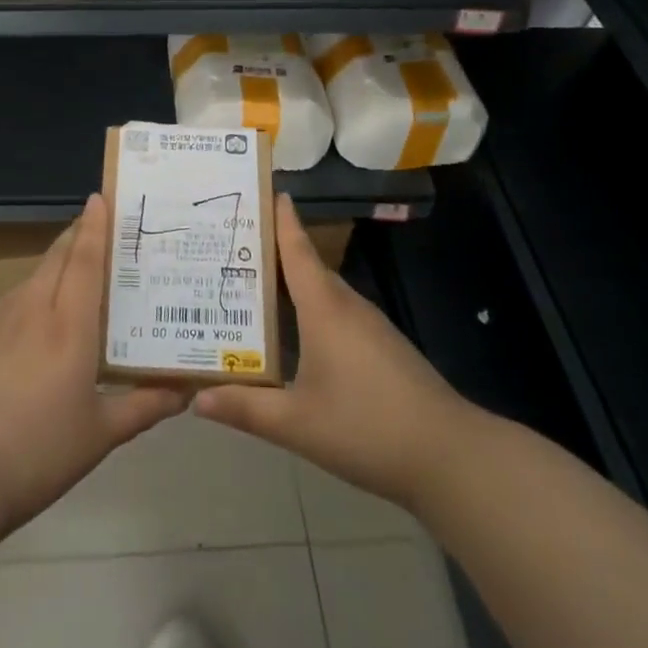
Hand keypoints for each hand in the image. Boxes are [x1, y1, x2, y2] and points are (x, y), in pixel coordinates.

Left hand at [0, 195, 187, 531]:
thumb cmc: (39, 449)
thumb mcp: (101, 433)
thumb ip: (144, 406)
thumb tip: (185, 391)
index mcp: (69, 323)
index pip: (85, 258)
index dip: (95, 225)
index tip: (103, 198)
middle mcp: (35, 307)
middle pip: (58, 255)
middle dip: (79, 235)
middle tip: (105, 228)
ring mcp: (2, 319)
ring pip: (36, 273)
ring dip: (59, 260)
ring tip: (83, 269)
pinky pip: (19, 296)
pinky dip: (39, 288)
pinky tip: (45, 312)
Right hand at [195, 195, 469, 509]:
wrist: (451, 457)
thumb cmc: (368, 428)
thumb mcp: (297, 423)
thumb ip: (245, 408)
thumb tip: (196, 398)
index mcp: (324, 309)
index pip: (296, 250)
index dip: (280, 219)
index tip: (262, 189)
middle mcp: (346, 307)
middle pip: (305, 267)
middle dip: (270, 253)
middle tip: (228, 246)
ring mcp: (369, 327)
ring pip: (321, 293)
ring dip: (289, 285)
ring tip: (248, 287)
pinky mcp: (381, 348)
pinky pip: (335, 314)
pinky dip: (308, 311)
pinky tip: (291, 334)